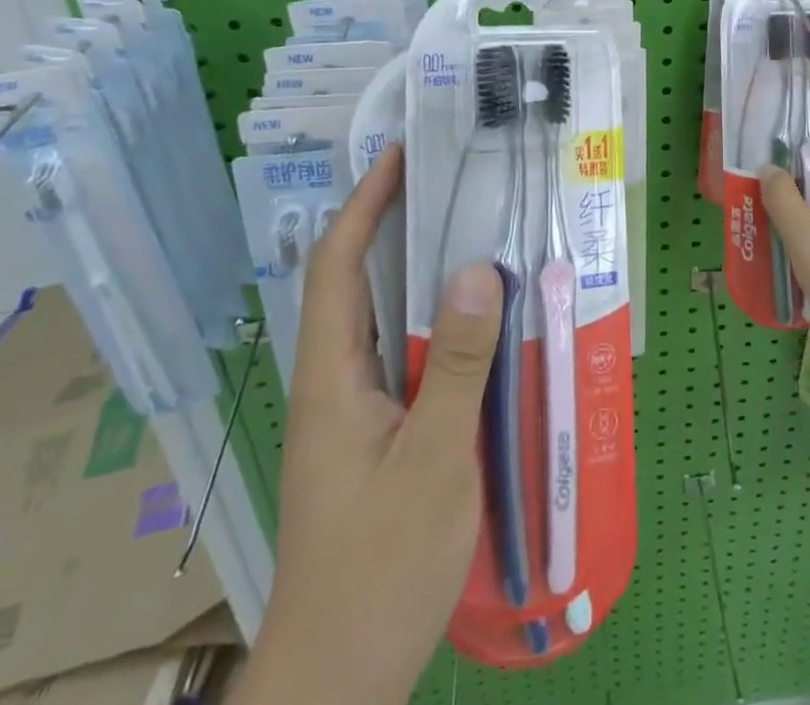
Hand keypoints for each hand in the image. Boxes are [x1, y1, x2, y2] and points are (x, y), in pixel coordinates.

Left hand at [243, 146, 501, 704]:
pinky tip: (472, 321)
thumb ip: (457, 365)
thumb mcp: (434, 462)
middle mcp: (333, 381)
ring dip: (411, 269)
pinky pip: (399, 354)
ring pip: (377, 318)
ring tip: (466, 231)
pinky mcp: (371, 434)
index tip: (401, 156)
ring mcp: (349, 410)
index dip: (364, 204)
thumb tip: (478, 269)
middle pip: (352, 281)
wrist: (336, 681)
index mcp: (331, 376)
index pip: (337, 266)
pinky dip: (430, 319)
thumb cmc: (380, 570)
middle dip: (388, 221)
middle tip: (446, 181)